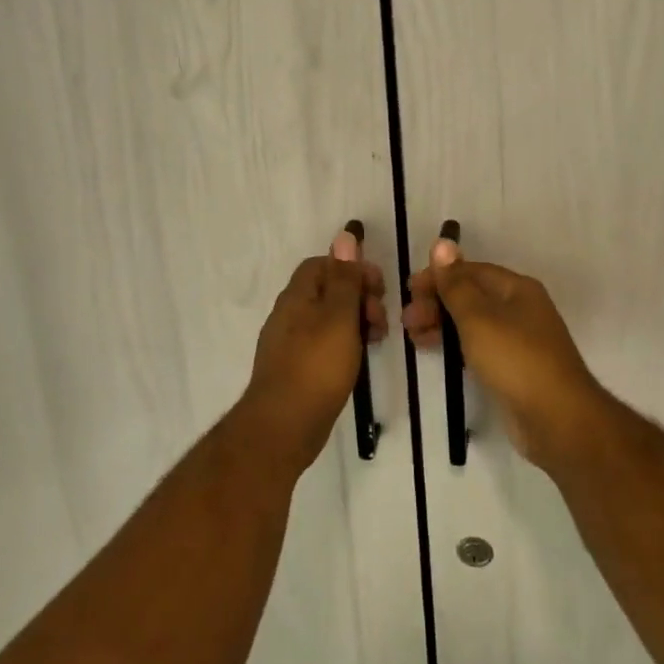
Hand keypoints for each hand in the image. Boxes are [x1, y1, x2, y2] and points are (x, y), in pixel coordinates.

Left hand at [237, 229, 387, 474]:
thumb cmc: (316, 367)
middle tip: (381, 317)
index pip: (322, 264)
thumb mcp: (338, 317)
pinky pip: (323, 343)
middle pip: (326, 290)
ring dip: (354, 321)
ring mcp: (289, 343)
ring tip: (377, 338)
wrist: (283, 427)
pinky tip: (358, 359)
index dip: (352, 268)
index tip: (379, 287)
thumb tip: (345, 235)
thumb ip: (344, 278)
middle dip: (358, 296)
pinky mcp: (295, 368)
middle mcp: (288, 314)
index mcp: (297, 296)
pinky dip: (344, 343)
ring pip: (326, 318)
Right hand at [402, 237, 602, 468]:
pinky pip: (478, 347)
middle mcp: (520, 308)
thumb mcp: (478, 317)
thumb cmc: (515, 359)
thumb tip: (442, 242)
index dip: (438, 277)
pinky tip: (435, 352)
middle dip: (437, 303)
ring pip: (472, 322)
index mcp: (516, 288)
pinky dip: (455, 345)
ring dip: (441, 324)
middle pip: (471, 296)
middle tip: (407, 320)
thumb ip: (456, 283)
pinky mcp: (513, 368)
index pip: (470, 271)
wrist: (557, 419)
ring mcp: (518, 340)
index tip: (409, 291)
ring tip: (413, 338)